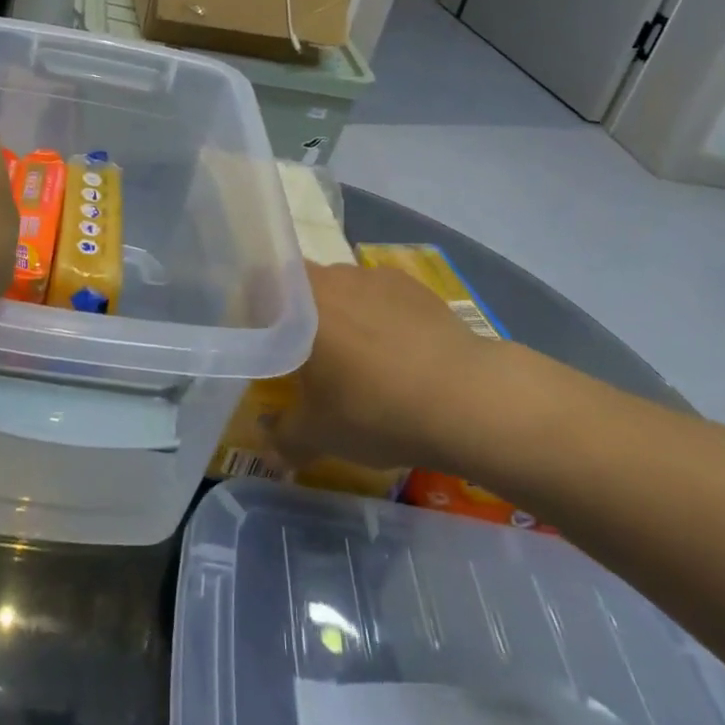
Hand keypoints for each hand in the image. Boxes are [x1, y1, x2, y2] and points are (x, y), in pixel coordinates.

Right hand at [273, 262, 503, 474]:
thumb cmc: (376, 409)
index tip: (265, 338)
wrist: (466, 397)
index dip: (258, 305)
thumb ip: (283, 438)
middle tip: (309, 358)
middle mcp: (333, 275)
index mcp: (300, 300)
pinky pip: (380, 296)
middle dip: (302, 316)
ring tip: (359, 360)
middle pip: (303, 285)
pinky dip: (379, 316)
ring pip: (343, 289)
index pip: (261, 281)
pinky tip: (397, 354)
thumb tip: (268, 449)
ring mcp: (374, 275)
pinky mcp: (412, 285)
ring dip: (342, 315)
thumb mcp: (319, 436)